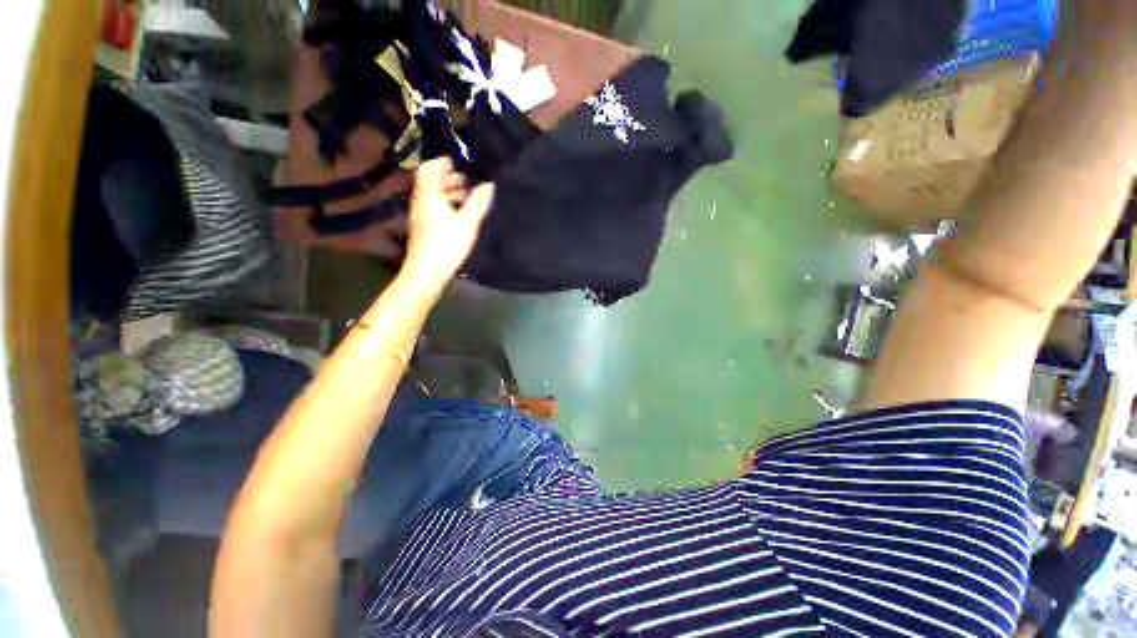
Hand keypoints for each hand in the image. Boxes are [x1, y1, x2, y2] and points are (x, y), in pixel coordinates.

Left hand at [402, 157, 494, 290]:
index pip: (429, 169)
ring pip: (431, 196)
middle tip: (465, 180)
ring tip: (465, 197)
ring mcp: (419, 216)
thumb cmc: (447, 244)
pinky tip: (457, 215)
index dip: (441, 163)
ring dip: (446, 192)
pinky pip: (432, 207)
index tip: (456, 161)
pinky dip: (444, 204)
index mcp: (429, 195)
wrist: (427, 272)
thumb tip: (489, 185)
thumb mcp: (468, 223)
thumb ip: (478, 203)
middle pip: (429, 182)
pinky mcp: (422, 228)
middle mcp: (420, 202)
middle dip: (447, 178)